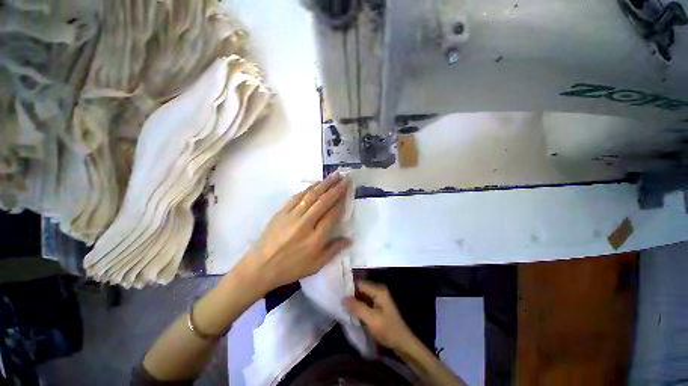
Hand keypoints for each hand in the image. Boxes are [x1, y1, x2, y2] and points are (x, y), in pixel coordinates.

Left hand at [239, 172, 351, 292]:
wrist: (260, 267)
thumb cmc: (290, 268)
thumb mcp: (315, 265)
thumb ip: (333, 250)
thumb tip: (349, 239)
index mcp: (316, 238)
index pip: (332, 214)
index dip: (341, 201)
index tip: (347, 190)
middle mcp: (305, 224)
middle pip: (323, 201)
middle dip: (336, 188)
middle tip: (345, 177)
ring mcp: (292, 216)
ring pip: (311, 196)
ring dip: (324, 184)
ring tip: (333, 176)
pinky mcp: (281, 212)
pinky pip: (297, 197)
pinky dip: (308, 189)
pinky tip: (315, 184)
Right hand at [344, 280, 414, 350]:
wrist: (402, 343)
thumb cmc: (387, 329)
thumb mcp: (371, 319)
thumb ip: (357, 307)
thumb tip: (342, 298)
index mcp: (378, 290)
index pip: (360, 283)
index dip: (348, 287)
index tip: (337, 292)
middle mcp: (378, 290)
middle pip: (360, 288)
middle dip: (350, 294)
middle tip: (337, 299)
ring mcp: (378, 298)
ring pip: (362, 295)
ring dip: (353, 300)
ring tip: (341, 304)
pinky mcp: (377, 306)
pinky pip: (364, 301)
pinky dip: (358, 305)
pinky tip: (350, 310)